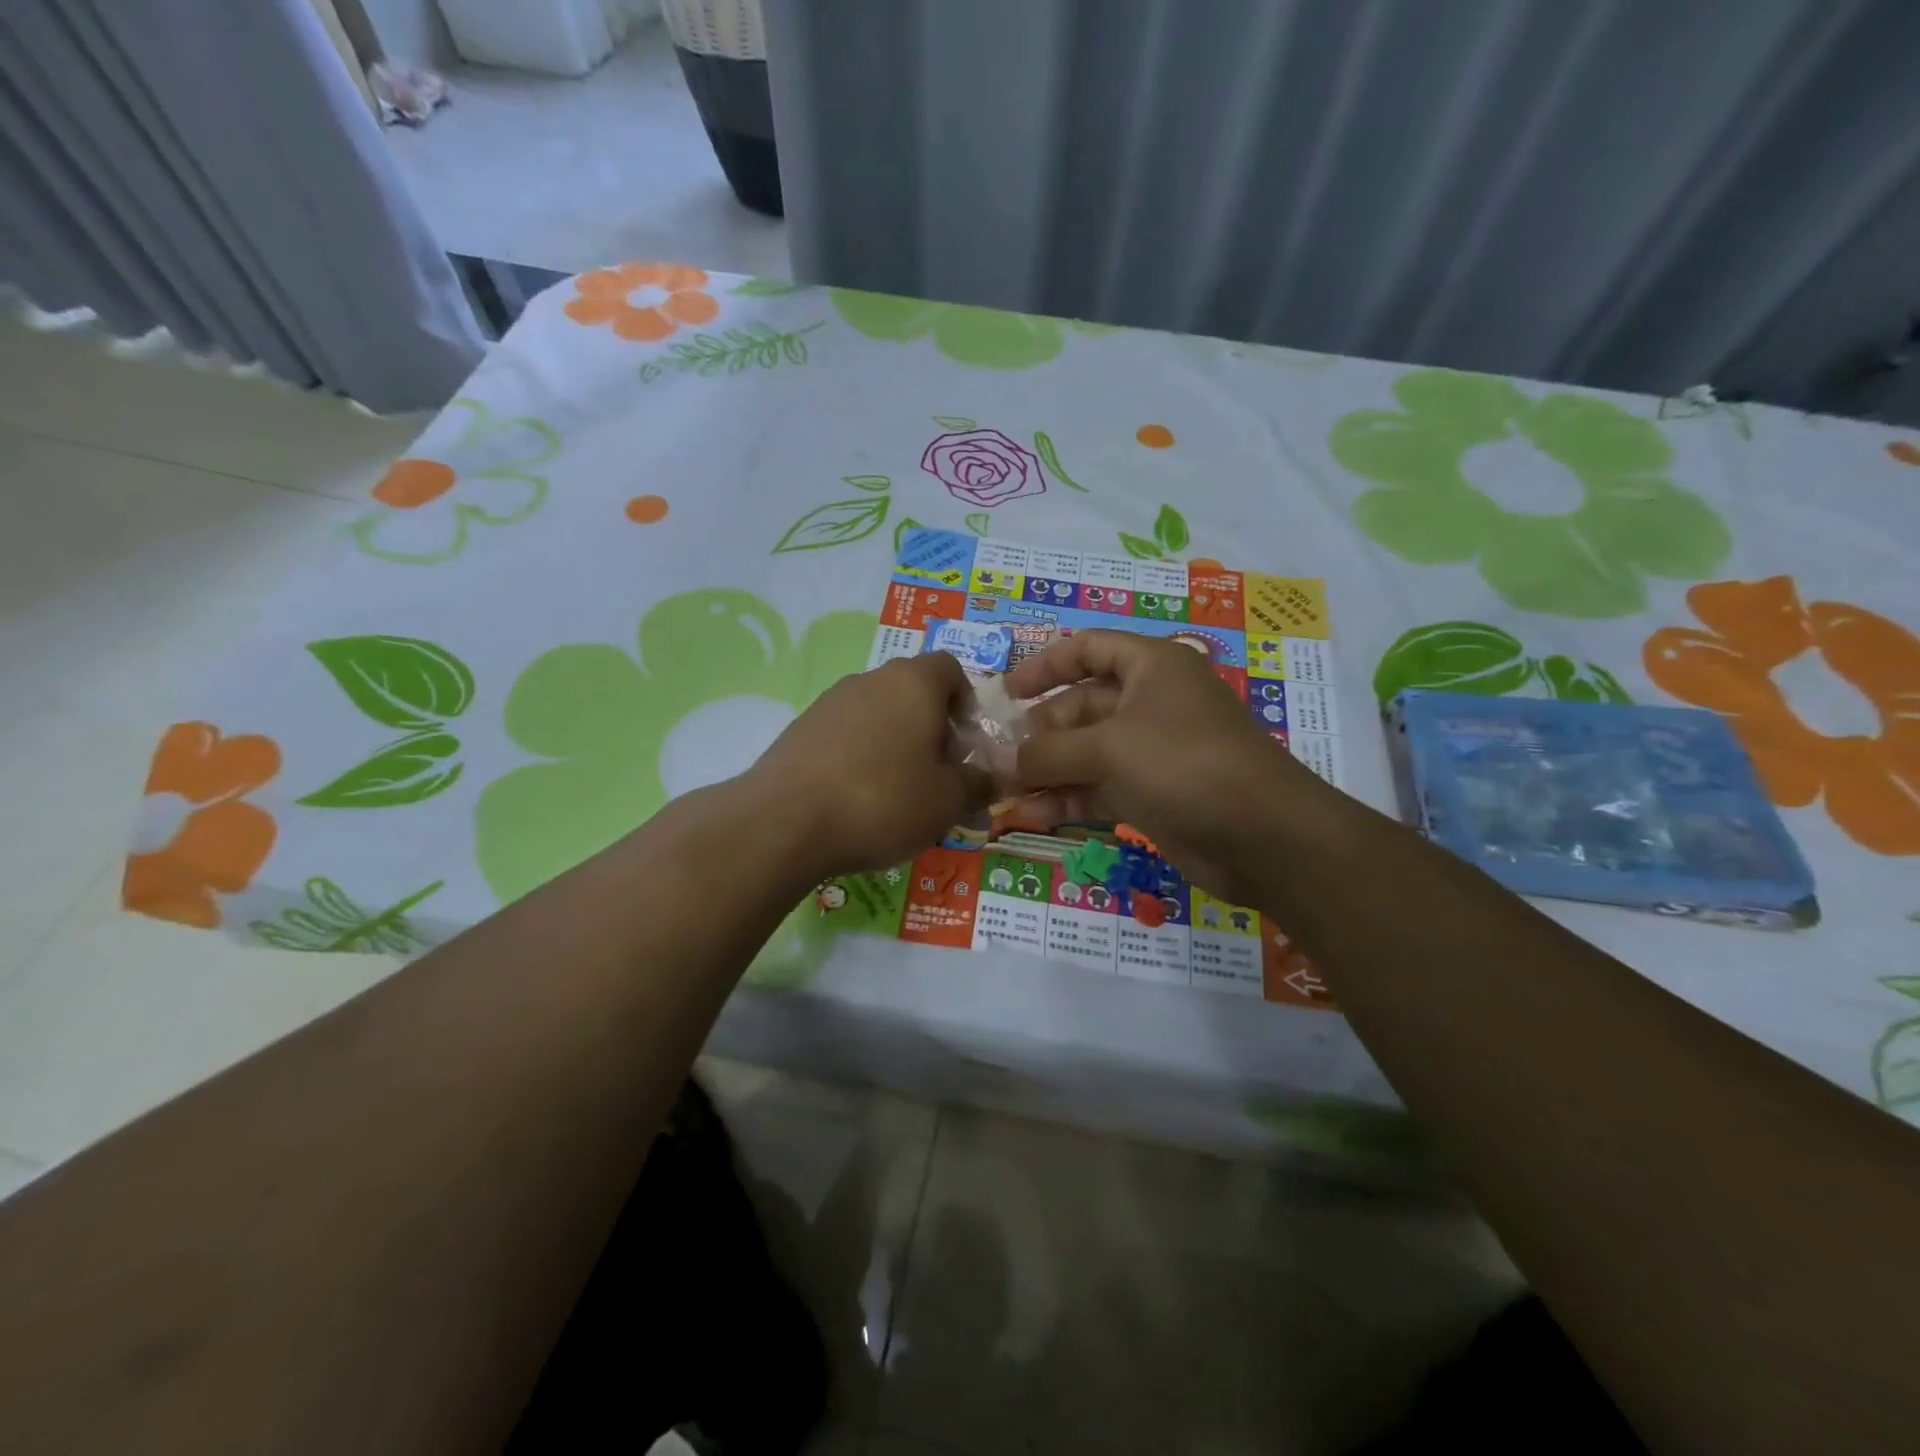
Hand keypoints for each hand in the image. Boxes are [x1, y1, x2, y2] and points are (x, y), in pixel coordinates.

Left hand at [746, 652, 984, 876]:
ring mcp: (829, 701)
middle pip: (913, 691)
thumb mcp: (948, 801)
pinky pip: (845, 733)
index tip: (966, 745)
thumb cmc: (884, 800)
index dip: (966, 702)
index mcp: (914, 682)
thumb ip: (978, 783)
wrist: (785, 822)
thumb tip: (990, 778)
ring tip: (897, 793)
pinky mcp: (800, 728)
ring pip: (877, 713)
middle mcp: (870, 679)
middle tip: (937, 774)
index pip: (950, 668)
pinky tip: (857, 798)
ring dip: (895, 742)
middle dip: (932, 728)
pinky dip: (860, 756)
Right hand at [1005, 631, 1330, 905]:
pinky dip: (1067, 798)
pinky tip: (1032, 815)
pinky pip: (1098, 787)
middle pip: (1080, 705)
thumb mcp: (1108, 748)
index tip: (1006, 693)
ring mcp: (1152, 751)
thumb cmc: (1183, 764)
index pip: (1088, 649)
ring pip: (1086, 752)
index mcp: (1151, 666)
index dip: (1045, 665)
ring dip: (1046, 770)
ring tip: (1005, 791)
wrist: (1262, 836)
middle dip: (1038, 732)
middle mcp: (1150, 702)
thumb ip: (1048, 752)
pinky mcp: (1152, 793)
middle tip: (998, 758)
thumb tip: (1002, 761)